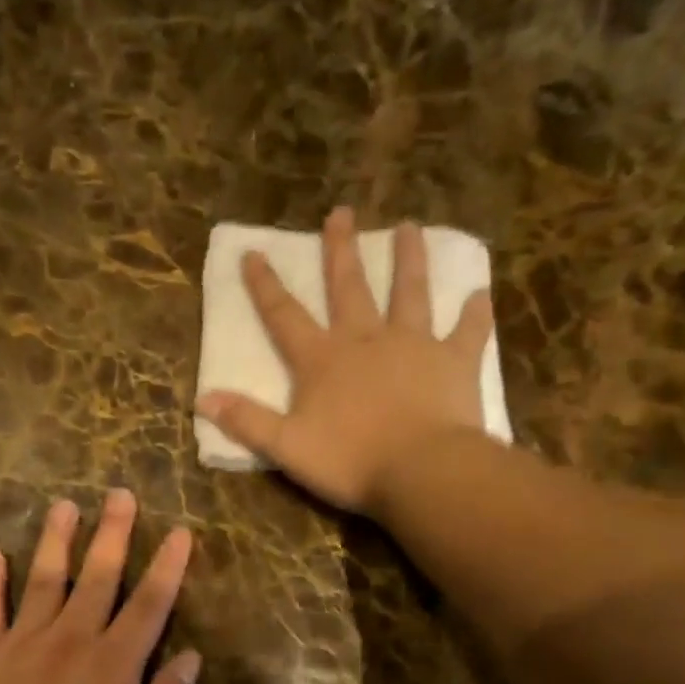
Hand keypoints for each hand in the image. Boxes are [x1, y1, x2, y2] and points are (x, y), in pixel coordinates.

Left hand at [0, 489, 200, 683]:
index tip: (180, 531)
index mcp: (115, 662)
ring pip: (44, 579)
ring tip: (63, 505)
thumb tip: (191, 655)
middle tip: (119, 493)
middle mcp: (72, 638)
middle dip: (113, 534)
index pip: (149, 604)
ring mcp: (24, 643)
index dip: (168, 566)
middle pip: (98, 577)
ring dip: (56, 540)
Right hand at [196, 207, 495, 514]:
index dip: (266, 286)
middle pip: (349, 288)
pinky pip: (467, 332)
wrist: (421, 471)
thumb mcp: (286, 447)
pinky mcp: (454, 362)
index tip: (254, 252)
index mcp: (322, 361)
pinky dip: (474, 314)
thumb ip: (247, 421)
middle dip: (340, 251)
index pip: (285, 317)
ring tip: (409, 227)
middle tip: (341, 212)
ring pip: (409, 293)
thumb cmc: (350, 461)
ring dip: (408, 260)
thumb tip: (203, 399)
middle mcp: (366, 340)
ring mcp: (413, 346)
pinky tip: (480, 294)